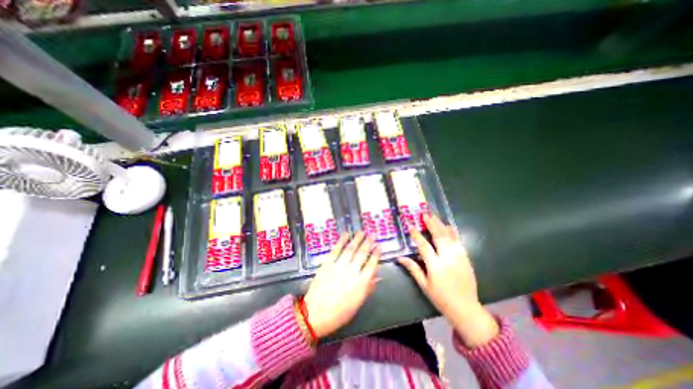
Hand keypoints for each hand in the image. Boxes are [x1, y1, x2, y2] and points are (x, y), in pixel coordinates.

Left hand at [304, 233, 377, 338]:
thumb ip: (369, 288)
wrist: (315, 314)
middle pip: (362, 254)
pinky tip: (346, 234)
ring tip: (361, 232)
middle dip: (368, 243)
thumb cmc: (339, 313)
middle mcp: (351, 272)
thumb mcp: (357, 303)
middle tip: (372, 234)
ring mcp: (338, 266)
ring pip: (350, 249)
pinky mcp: (327, 264)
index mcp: (361, 283)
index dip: (376, 254)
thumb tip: (378, 275)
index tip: (379, 246)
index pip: (371, 264)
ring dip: (356, 239)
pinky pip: (336, 250)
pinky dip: (341, 241)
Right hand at [399, 215, 494, 347]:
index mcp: (435, 266)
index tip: (411, 225)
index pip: (424, 246)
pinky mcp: (466, 259)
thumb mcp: (424, 285)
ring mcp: (459, 258)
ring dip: (441, 226)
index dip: (416, 235)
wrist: (466, 308)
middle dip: (431, 224)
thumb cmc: (441, 298)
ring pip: (449, 237)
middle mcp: (448, 259)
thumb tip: (400, 258)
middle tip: (425, 215)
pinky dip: (453, 233)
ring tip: (434, 217)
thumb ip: (413, 269)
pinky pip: (459, 242)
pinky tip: (449, 226)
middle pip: (438, 237)